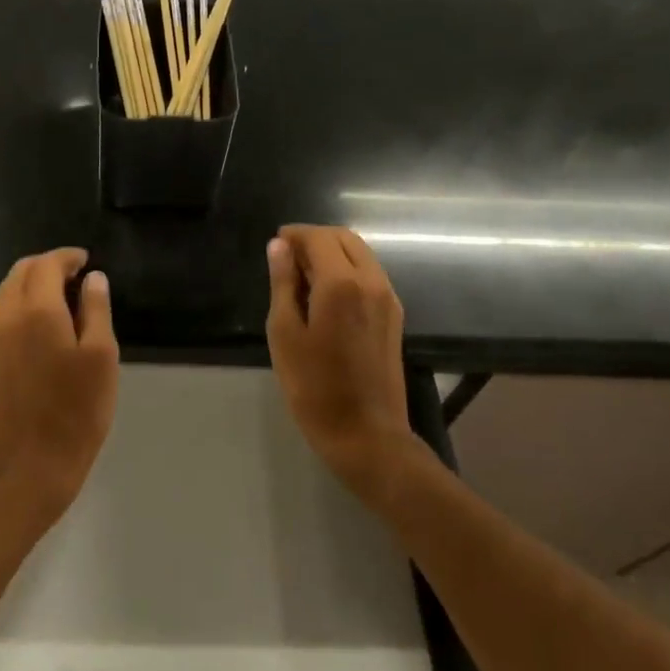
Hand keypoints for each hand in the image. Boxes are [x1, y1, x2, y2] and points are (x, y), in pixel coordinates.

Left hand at [0, 248, 119, 526]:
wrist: (30, 469)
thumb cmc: (76, 413)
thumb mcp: (101, 358)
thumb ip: (96, 310)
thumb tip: (93, 278)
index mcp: (36, 311)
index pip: (46, 265)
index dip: (66, 256)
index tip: (86, 260)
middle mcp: (7, 318)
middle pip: (20, 273)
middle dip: (46, 265)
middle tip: (76, 275)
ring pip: (6, 292)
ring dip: (31, 283)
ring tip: (62, 296)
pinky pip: (2, 315)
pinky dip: (20, 304)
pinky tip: (43, 323)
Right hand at [266, 225, 412, 497]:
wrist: (366, 436)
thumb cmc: (314, 387)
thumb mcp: (285, 333)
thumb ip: (282, 283)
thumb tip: (279, 246)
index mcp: (342, 283)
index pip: (319, 238)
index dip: (295, 234)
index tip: (275, 243)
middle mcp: (371, 281)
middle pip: (345, 239)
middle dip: (315, 239)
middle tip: (287, 257)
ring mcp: (388, 299)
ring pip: (361, 254)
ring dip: (332, 253)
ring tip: (302, 275)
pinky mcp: (394, 316)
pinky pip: (370, 275)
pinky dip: (347, 269)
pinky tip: (325, 293)